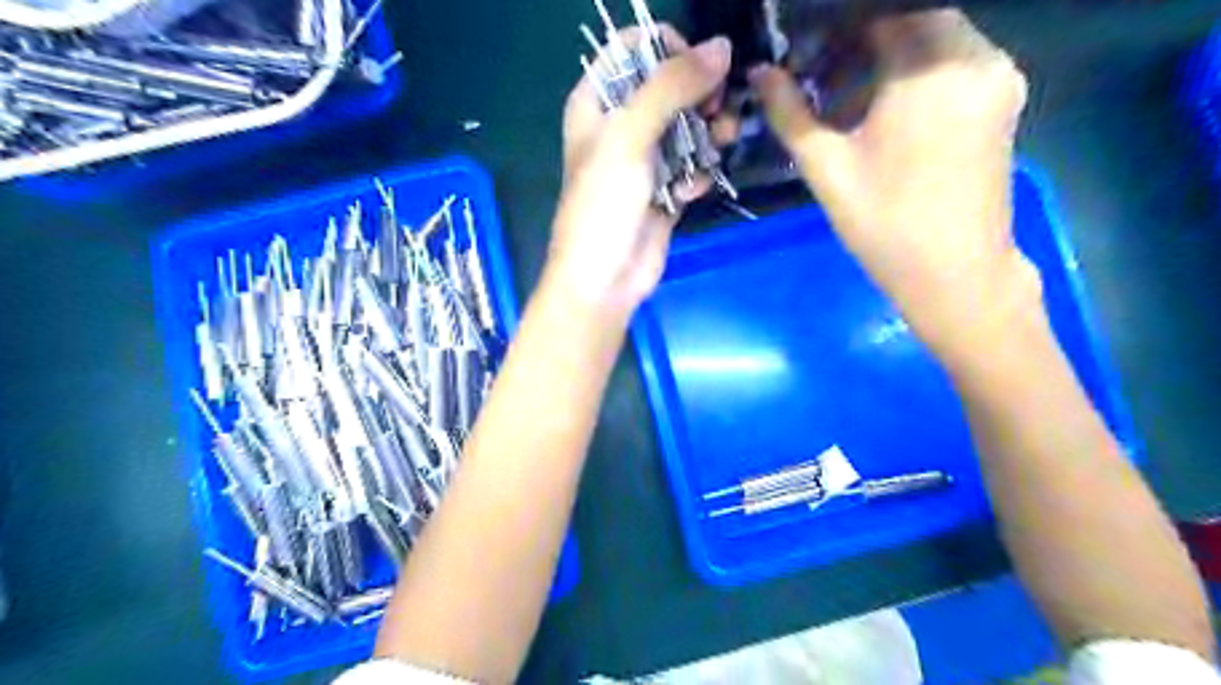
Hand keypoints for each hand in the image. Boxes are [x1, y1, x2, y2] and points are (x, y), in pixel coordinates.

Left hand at [547, 26, 732, 315]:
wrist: (604, 280)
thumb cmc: (604, 204)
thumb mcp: (629, 137)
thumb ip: (672, 88)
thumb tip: (722, 47)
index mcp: (596, 103)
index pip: (634, 49)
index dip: (669, 49)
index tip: (699, 67)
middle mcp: (620, 126)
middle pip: (669, 87)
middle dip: (699, 94)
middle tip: (718, 109)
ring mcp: (644, 160)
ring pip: (688, 127)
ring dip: (709, 133)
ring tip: (722, 142)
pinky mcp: (665, 190)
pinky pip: (692, 166)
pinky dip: (698, 172)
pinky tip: (691, 191)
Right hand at [761, 11, 1032, 361]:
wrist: (956, 275)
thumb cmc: (885, 225)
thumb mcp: (826, 169)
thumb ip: (790, 113)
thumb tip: (760, 73)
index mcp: (930, 69)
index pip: (877, 17)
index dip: (833, 31)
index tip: (802, 59)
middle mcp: (976, 57)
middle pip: (909, 21)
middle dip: (858, 44)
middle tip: (819, 83)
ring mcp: (998, 77)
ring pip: (933, 41)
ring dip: (886, 60)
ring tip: (845, 105)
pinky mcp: (1004, 99)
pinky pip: (953, 64)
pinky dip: (915, 75)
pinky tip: (883, 115)